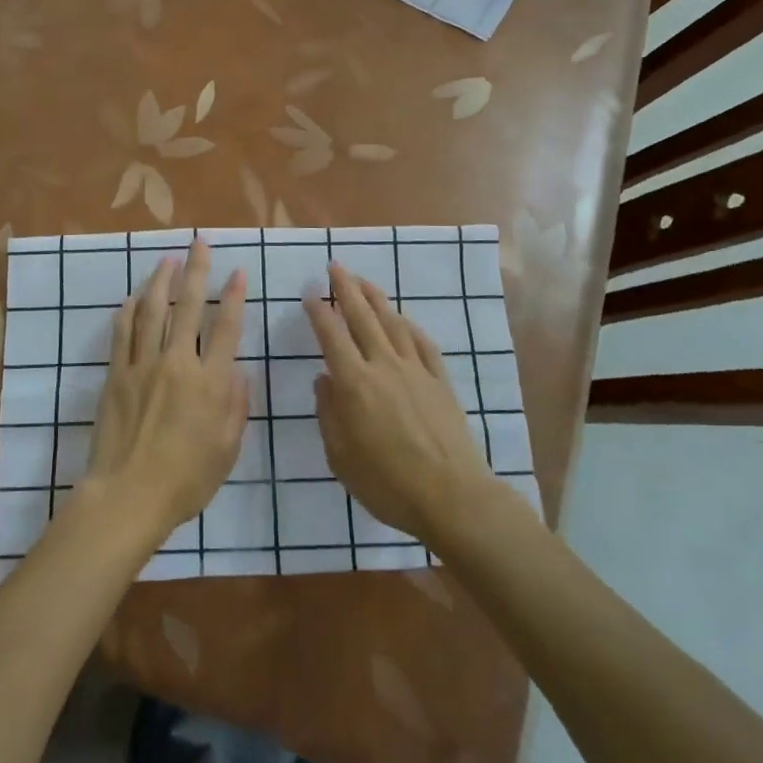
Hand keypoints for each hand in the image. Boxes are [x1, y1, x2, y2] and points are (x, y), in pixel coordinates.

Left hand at [85, 240, 248, 542]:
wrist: (129, 495)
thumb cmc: (186, 480)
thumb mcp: (227, 449)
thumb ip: (236, 404)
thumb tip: (237, 368)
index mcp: (210, 382)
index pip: (226, 328)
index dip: (234, 297)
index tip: (237, 272)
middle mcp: (178, 363)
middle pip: (189, 307)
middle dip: (197, 271)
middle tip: (200, 243)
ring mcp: (143, 365)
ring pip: (153, 311)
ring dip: (161, 281)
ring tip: (168, 259)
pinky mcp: (116, 374)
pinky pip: (122, 333)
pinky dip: (128, 311)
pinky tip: (132, 297)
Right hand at [304, 265, 498, 544]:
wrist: (452, 496)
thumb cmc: (388, 483)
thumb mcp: (341, 458)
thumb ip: (328, 414)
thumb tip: (323, 380)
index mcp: (355, 384)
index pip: (332, 337)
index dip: (319, 312)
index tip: (311, 293)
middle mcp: (384, 366)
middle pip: (362, 318)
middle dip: (347, 289)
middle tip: (336, 266)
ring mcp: (416, 370)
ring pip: (392, 323)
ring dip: (376, 299)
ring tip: (364, 282)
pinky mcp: (440, 381)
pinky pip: (422, 343)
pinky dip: (409, 326)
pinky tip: (403, 319)